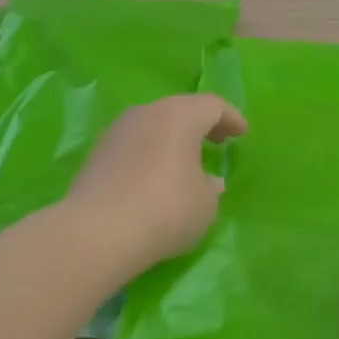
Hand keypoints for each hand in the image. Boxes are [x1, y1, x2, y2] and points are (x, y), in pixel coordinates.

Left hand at [69, 94, 246, 269]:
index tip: (242, 133)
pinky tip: (154, 176)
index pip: (212, 105)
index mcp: (180, 116)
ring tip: (185, 160)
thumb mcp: (205, 204)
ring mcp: (117, 131)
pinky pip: (134, 144)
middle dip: (202, 124)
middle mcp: (147, 113)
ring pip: (154, 125)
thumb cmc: (165, 210)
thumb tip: (207, 181)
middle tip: (218, 141)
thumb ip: (210, 187)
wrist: (96, 233)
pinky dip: (150, 152)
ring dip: (173, 138)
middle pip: (181, 109)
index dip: (231, 118)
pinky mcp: (97, 153)